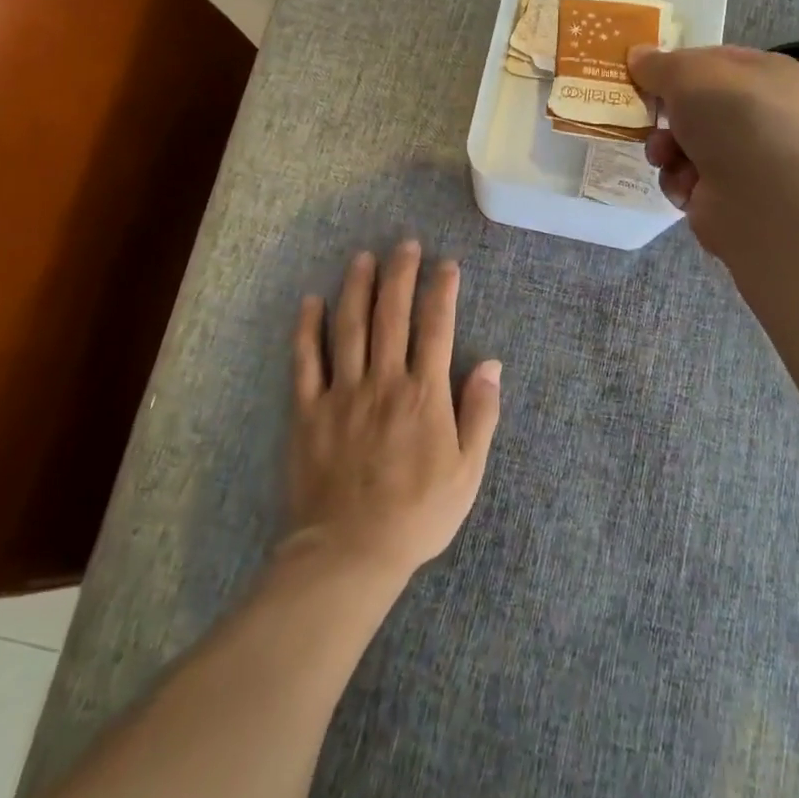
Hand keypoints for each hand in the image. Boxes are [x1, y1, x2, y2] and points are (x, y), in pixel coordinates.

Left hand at [283, 242, 501, 584]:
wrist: (350, 553)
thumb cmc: (418, 514)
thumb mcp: (468, 471)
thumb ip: (480, 413)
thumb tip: (492, 364)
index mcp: (424, 394)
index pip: (436, 327)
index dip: (442, 290)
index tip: (446, 264)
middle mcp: (383, 381)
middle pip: (392, 315)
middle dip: (400, 274)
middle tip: (404, 243)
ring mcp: (342, 393)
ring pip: (349, 327)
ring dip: (357, 287)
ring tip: (363, 257)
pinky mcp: (308, 411)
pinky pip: (306, 361)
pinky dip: (307, 328)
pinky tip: (311, 302)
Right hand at [627, 44, 798, 250]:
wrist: (758, 194)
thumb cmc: (731, 115)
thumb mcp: (686, 73)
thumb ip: (658, 64)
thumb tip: (637, 55)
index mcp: (769, 74)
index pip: (716, 61)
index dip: (680, 65)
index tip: (647, 73)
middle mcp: (765, 114)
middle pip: (698, 107)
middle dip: (667, 114)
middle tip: (646, 116)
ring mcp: (750, 158)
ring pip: (688, 145)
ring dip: (666, 149)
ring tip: (662, 156)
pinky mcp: (731, 196)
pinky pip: (689, 180)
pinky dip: (679, 181)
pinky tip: (684, 184)